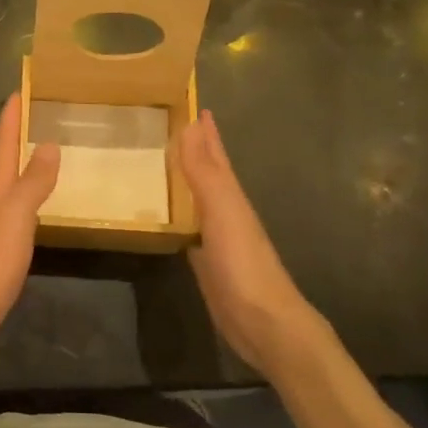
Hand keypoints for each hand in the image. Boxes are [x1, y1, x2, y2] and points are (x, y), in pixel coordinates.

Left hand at [0, 93, 59, 366]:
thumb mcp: (15, 218)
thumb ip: (33, 183)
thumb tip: (49, 143)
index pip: (4, 146)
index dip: (11, 119)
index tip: (19, 90)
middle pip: (5, 163)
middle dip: (18, 138)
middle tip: (39, 116)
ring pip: (10, 189)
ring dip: (24, 169)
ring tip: (44, 155)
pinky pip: (17, 216)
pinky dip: (29, 202)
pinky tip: (39, 210)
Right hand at [178, 110, 325, 377]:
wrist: (262, 321)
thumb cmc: (242, 262)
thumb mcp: (222, 211)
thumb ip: (204, 172)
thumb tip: (190, 126)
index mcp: (230, 195)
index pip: (215, 155)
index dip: (206, 132)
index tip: (194, 106)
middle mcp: (224, 211)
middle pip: (209, 174)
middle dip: (197, 150)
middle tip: (176, 127)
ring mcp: (216, 238)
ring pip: (198, 199)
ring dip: (185, 180)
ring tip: (165, 164)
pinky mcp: (206, 262)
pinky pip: (189, 227)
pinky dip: (179, 215)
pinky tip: (169, 215)